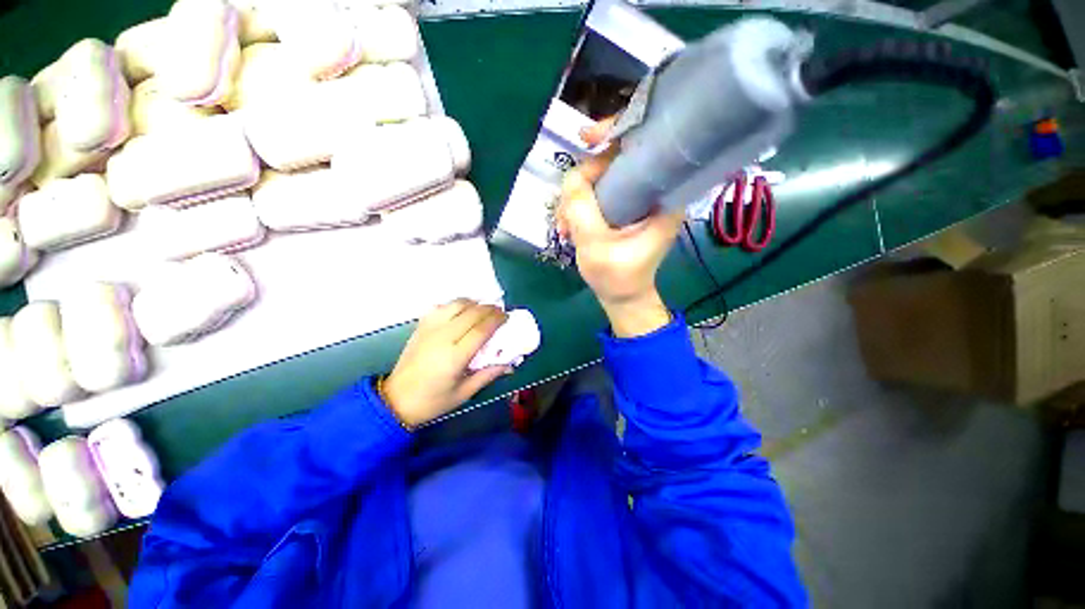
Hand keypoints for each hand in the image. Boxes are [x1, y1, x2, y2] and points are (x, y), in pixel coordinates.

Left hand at [382, 300, 510, 427]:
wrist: (396, 399)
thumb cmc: (433, 401)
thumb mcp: (464, 393)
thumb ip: (488, 375)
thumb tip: (510, 364)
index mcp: (455, 357)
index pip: (481, 329)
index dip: (496, 320)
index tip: (506, 317)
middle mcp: (442, 338)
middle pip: (471, 313)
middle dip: (489, 308)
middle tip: (499, 312)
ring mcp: (429, 329)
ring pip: (455, 305)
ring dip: (473, 303)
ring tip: (483, 309)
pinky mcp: (421, 327)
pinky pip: (441, 307)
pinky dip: (455, 305)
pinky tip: (461, 311)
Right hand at [556, 121, 681, 336]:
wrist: (622, 297)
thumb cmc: (616, 277)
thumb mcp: (595, 245)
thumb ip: (581, 207)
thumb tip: (572, 175)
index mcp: (663, 196)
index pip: (645, 144)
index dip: (616, 132)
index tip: (587, 138)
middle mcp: (654, 191)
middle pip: (616, 159)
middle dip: (584, 179)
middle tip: (566, 209)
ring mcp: (637, 199)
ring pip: (601, 178)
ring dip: (576, 198)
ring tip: (565, 227)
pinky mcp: (623, 208)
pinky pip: (597, 193)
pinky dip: (578, 206)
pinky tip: (568, 227)